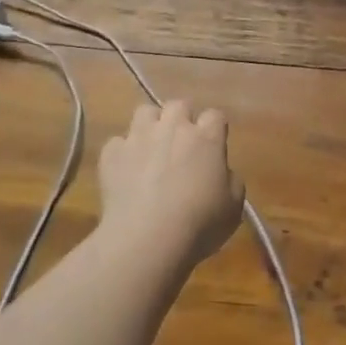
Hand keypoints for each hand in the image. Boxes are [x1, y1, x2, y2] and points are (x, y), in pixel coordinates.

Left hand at [97, 101, 245, 270]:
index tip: (213, 146)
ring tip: (150, 148)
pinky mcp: (112, 153)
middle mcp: (173, 128)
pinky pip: (117, 143)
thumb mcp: (233, 207)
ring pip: (144, 112)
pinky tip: (125, 172)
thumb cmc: (199, 224)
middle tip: (180, 144)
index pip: (214, 115)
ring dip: (150, 126)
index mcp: (206, 138)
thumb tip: (219, 171)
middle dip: (181, 119)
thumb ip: (230, 179)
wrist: (147, 239)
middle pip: (179, 105)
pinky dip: (122, 153)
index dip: (213, 129)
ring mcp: (139, 137)